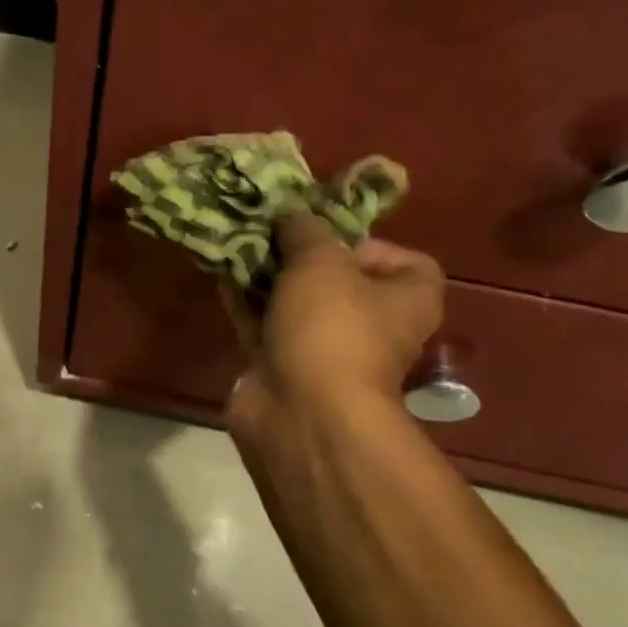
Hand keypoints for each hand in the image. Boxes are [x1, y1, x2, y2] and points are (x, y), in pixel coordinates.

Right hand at [222, 210, 443, 458]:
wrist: (300, 412)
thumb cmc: (331, 327)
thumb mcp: (321, 260)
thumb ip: (305, 229)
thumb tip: (291, 214)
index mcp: (406, 300)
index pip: (404, 261)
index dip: (368, 242)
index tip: (328, 233)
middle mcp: (371, 325)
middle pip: (338, 278)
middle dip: (300, 252)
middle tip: (268, 228)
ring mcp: (325, 348)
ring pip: (294, 300)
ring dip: (266, 273)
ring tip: (237, 240)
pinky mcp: (282, 365)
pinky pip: (263, 322)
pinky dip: (245, 299)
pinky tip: (221, 270)